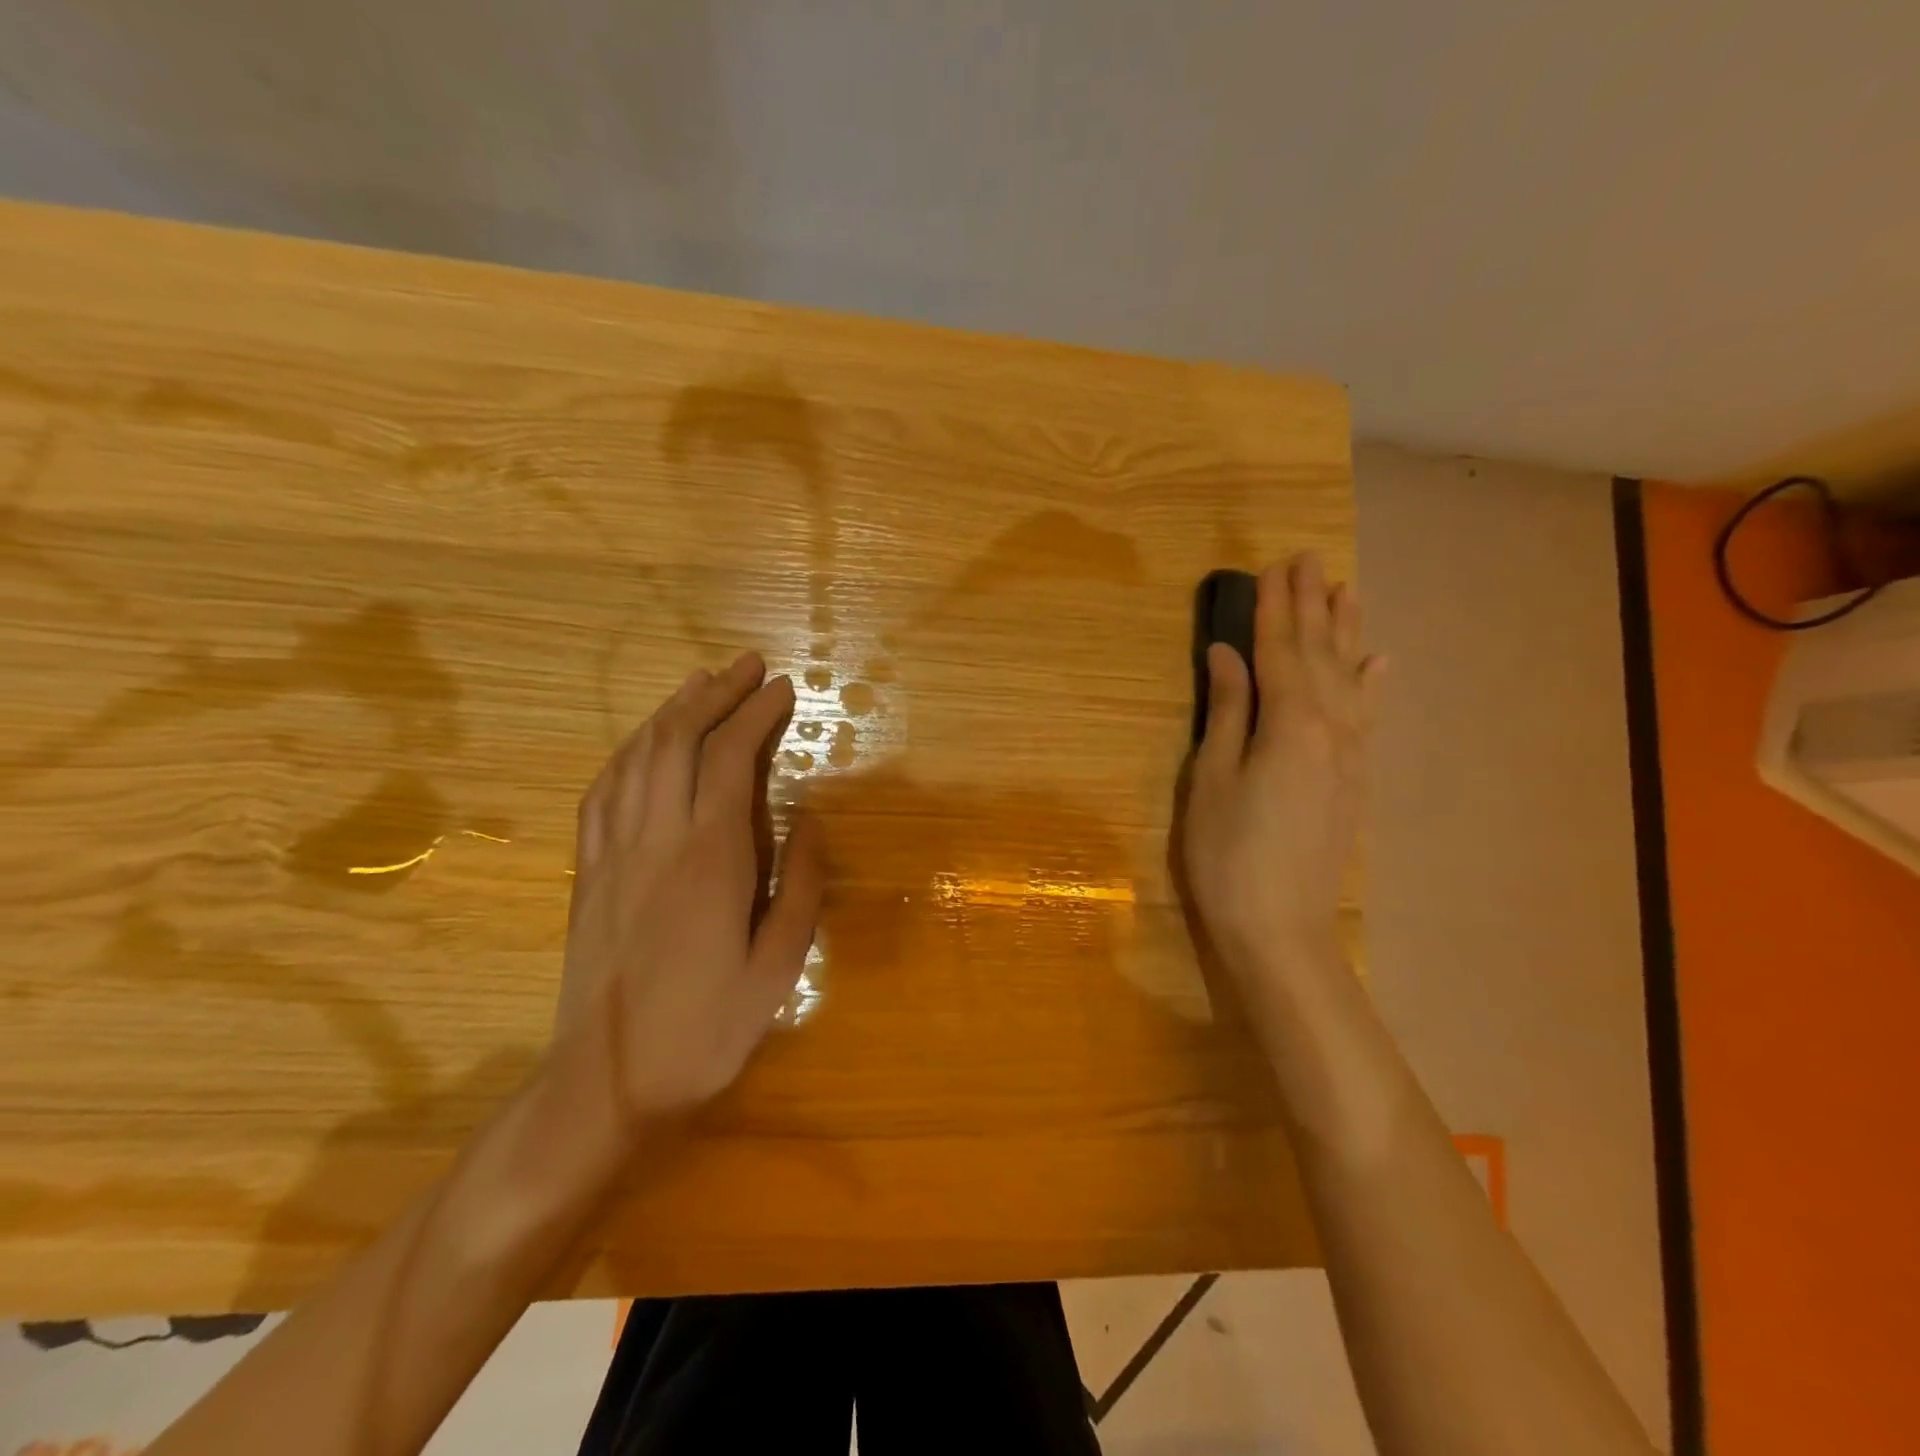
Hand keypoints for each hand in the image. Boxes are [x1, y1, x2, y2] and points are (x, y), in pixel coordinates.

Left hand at [553, 651, 825, 1136]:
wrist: (606, 1083)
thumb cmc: (706, 1029)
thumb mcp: (778, 967)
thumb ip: (799, 884)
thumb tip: (808, 817)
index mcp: (710, 858)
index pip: (731, 759)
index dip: (757, 715)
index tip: (783, 688)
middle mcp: (656, 838)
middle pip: (679, 741)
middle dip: (716, 694)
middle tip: (747, 666)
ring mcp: (612, 851)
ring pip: (637, 756)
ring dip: (671, 711)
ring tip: (702, 683)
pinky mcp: (587, 871)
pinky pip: (602, 790)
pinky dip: (628, 752)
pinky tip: (644, 741)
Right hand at [1182, 554, 1380, 985]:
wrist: (1281, 929)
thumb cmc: (1228, 854)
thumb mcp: (1211, 778)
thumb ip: (1227, 711)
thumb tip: (1227, 653)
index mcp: (1290, 725)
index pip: (1280, 651)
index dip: (1274, 608)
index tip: (1273, 566)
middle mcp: (1331, 729)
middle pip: (1318, 655)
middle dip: (1310, 606)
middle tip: (1308, 559)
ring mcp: (1349, 756)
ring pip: (1349, 678)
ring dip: (1344, 632)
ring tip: (1346, 589)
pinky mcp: (1353, 780)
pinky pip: (1367, 716)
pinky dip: (1371, 684)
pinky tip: (1376, 663)